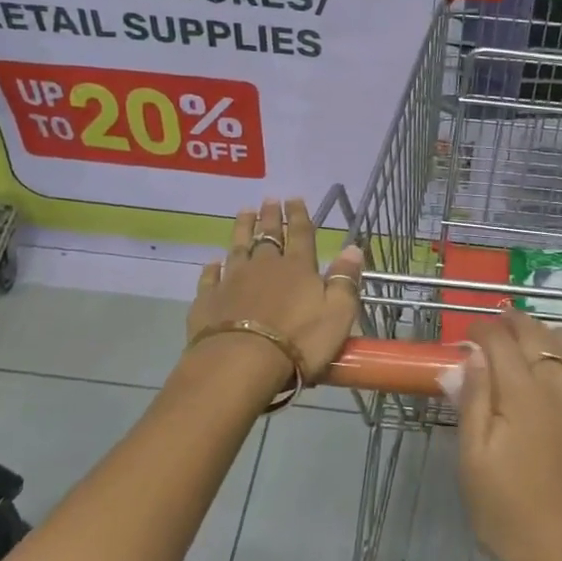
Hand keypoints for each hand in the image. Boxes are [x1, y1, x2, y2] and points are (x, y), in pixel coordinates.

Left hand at [185, 196, 364, 388]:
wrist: (242, 362)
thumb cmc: (298, 341)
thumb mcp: (338, 313)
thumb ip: (345, 280)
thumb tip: (353, 248)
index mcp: (297, 268)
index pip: (301, 234)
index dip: (299, 215)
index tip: (295, 198)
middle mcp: (264, 266)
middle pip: (268, 235)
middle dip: (270, 216)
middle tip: (269, 199)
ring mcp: (233, 281)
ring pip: (238, 248)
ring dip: (242, 229)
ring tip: (244, 212)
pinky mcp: (209, 300)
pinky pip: (210, 277)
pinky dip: (212, 268)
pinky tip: (212, 262)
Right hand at [455, 311, 561, 560]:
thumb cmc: (506, 512)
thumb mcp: (472, 459)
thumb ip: (474, 401)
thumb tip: (474, 355)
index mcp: (520, 396)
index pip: (499, 343)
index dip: (483, 330)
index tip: (471, 333)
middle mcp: (560, 389)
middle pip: (539, 338)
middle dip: (516, 323)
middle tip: (501, 325)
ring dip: (556, 333)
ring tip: (542, 335)